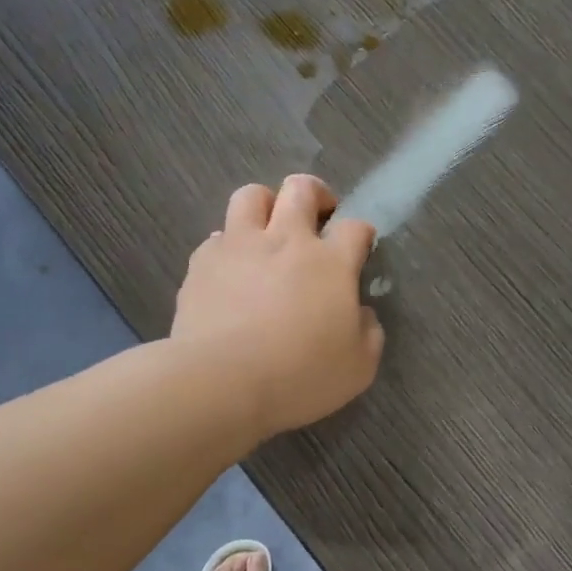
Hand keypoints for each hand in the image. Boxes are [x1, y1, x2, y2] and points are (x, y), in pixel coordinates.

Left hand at [173, 175, 384, 437]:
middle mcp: (286, 240)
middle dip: (315, 194)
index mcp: (331, 263)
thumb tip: (360, 314)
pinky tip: (231, 269)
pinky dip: (229, 246)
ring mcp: (241, 245)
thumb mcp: (358, 367)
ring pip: (252, 195)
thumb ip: (368, 332)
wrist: (221, 382)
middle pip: (302, 189)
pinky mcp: (203, 261)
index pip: (354, 227)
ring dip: (266, 206)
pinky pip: (217, 236)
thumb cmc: (299, 376)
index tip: (359, 249)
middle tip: (317, 218)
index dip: (361, 234)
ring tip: (268, 230)